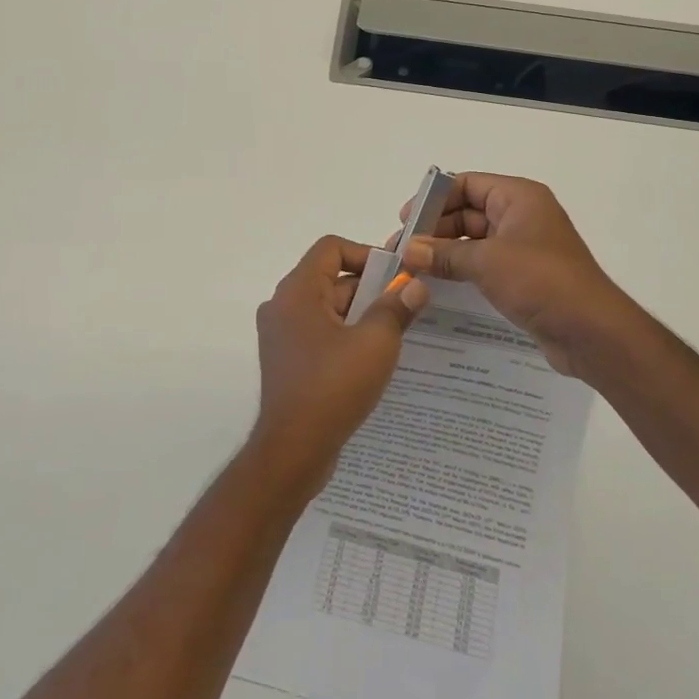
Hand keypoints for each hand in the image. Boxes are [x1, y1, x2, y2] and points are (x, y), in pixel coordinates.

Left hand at [249, 236, 428, 497]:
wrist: (293, 451)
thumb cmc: (333, 387)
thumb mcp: (375, 343)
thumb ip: (396, 308)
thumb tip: (416, 286)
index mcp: (297, 292)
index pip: (331, 248)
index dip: (366, 254)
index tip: (395, 278)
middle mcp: (282, 306)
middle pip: (331, 279)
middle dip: (369, 290)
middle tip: (403, 309)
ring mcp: (282, 336)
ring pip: (328, 309)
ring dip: (360, 316)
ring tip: (394, 336)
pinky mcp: (287, 361)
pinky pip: (320, 334)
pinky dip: (345, 337)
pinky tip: (372, 361)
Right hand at [397, 173, 639, 378]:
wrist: (591, 331)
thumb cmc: (540, 281)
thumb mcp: (486, 262)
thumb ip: (443, 254)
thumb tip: (407, 251)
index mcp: (518, 197)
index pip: (466, 184)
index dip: (434, 199)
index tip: (406, 221)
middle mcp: (521, 215)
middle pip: (467, 211)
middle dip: (434, 229)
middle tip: (402, 251)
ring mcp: (523, 246)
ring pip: (473, 240)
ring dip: (444, 252)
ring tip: (412, 270)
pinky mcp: (524, 275)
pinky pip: (484, 263)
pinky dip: (461, 269)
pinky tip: (436, 284)